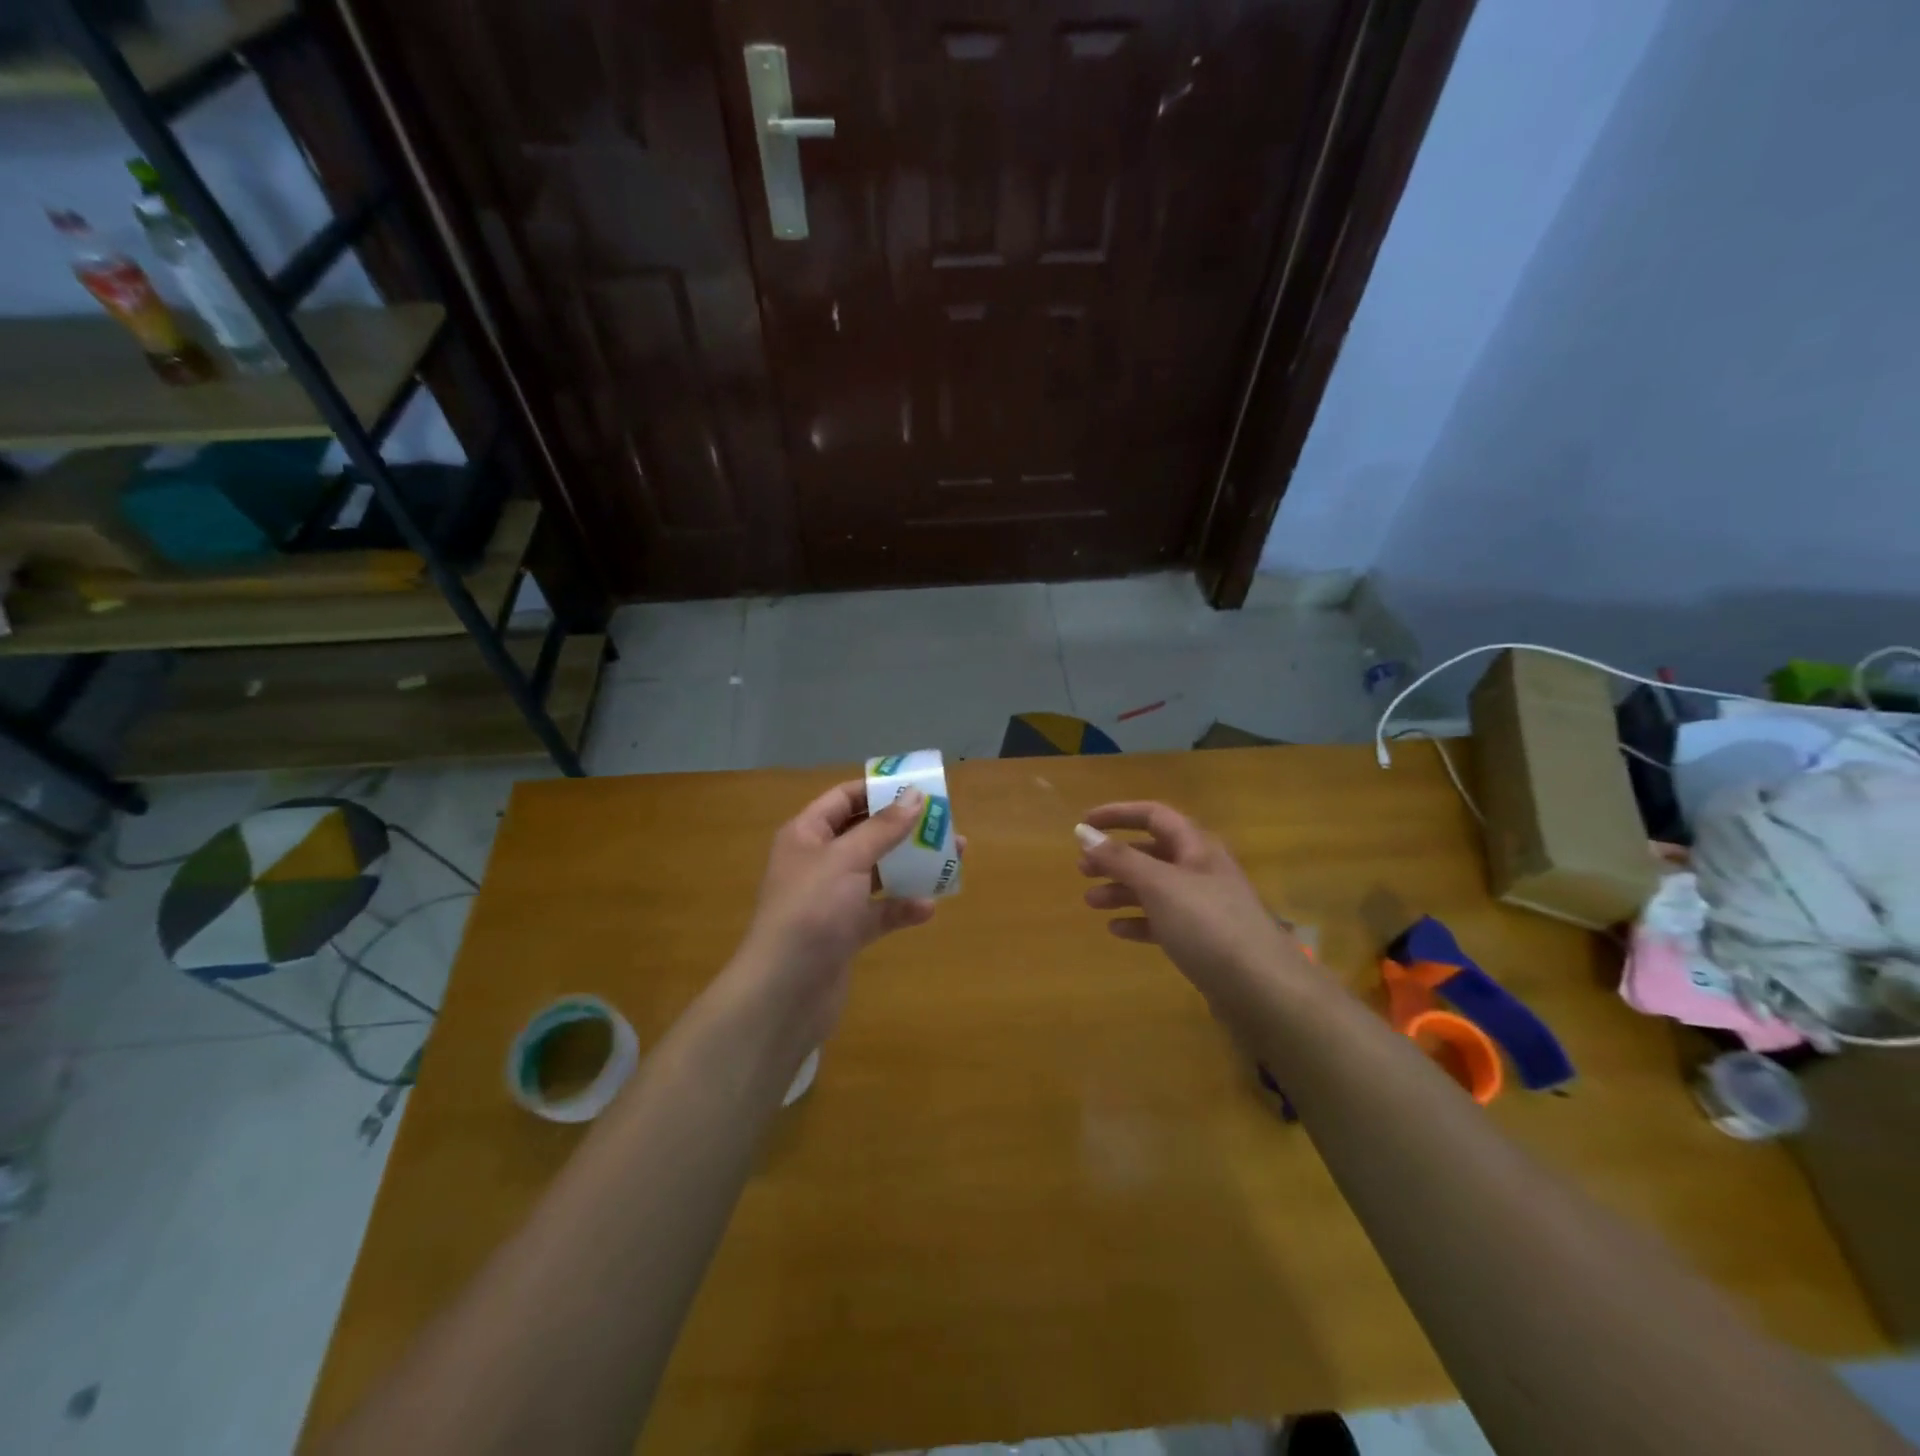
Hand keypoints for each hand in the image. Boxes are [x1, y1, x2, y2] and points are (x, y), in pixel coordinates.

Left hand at [732, 780, 942, 1041]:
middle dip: (904, 828)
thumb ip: (882, 828)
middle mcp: (818, 862)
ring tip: (952, 858)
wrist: (785, 993)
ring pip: (877, 873)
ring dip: (911, 866)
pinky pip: (879, 912)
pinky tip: (927, 908)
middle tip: (944, 822)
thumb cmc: (811, 912)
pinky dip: (902, 908)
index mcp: (807, 835)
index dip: (878, 790)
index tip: (918, 787)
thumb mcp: (846, 860)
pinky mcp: (845, 933)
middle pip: (865, 834)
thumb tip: (914, 795)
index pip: (844, 798)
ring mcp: (831, 899)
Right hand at [1075, 802, 1314, 1021]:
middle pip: (1151, 852)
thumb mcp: (1159, 885)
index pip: (1153, 815)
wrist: (1262, 988)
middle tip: (1081, 869)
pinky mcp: (1203, 939)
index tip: (1083, 824)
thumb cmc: (1208, 924)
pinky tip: (1117, 930)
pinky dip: (1139, 920)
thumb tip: (1084, 833)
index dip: (1118, 815)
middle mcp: (1201, 869)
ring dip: (1121, 890)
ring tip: (1090, 903)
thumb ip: (1120, 859)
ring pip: (1154, 887)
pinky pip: (1164, 920)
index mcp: (1196, 847)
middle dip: (1115, 857)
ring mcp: (1204, 906)